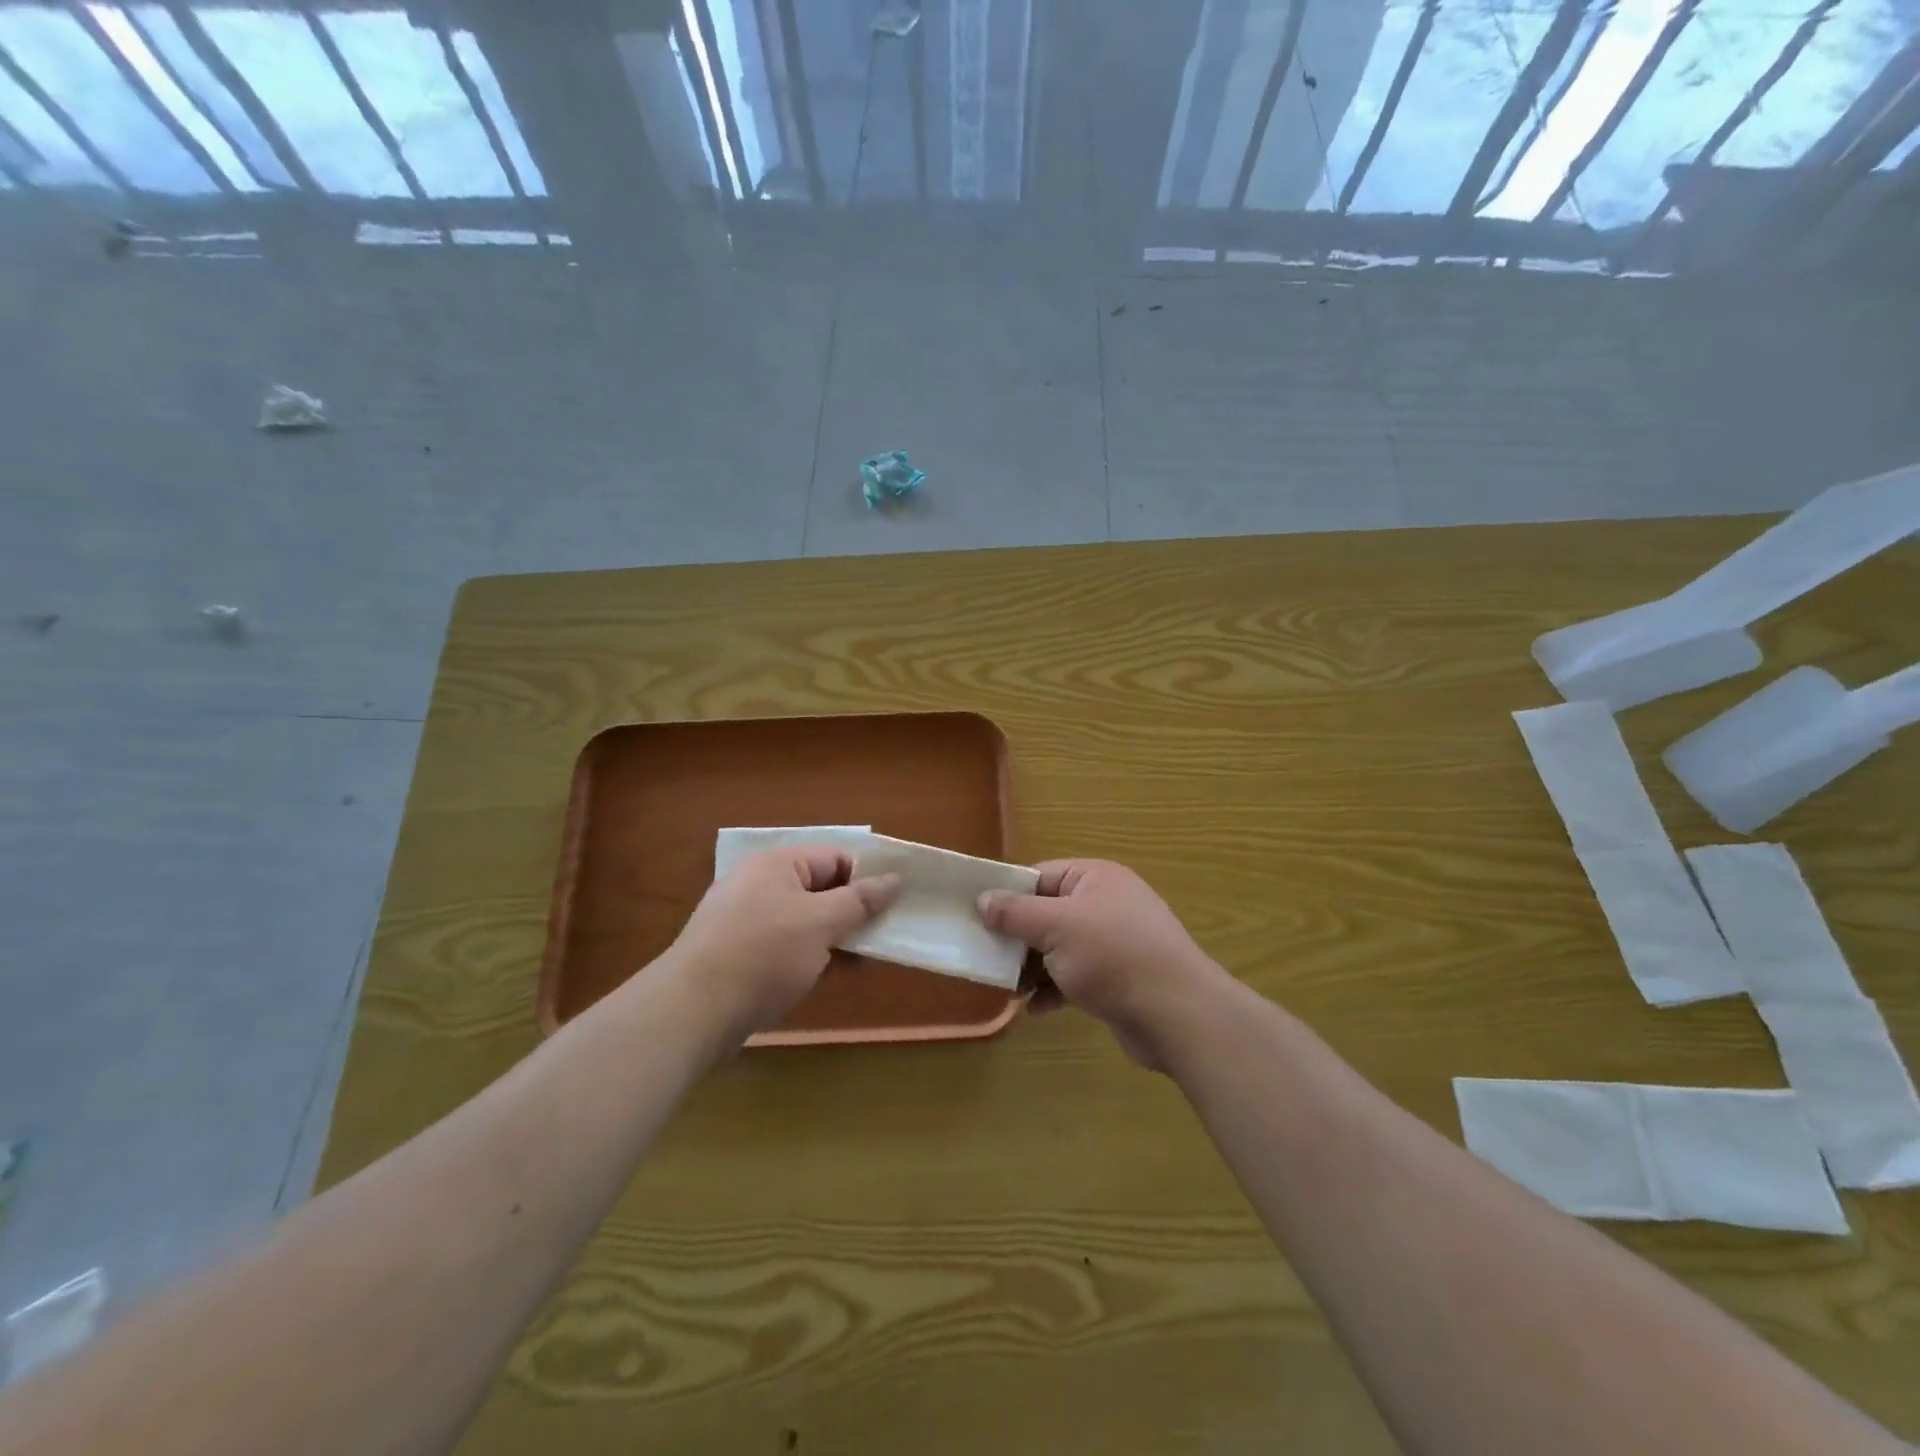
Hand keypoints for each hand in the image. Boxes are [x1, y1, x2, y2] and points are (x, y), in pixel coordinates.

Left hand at [668, 847, 897, 1035]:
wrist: (692, 1011)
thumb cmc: (763, 955)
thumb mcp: (820, 923)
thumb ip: (860, 900)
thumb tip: (893, 878)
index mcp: (777, 865)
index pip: (835, 858)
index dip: (867, 879)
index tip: (894, 908)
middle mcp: (760, 885)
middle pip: (821, 889)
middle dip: (853, 913)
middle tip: (883, 939)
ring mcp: (747, 921)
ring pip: (805, 921)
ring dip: (834, 939)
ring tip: (862, 964)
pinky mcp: (739, 954)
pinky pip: (785, 946)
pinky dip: (809, 957)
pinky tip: (828, 978)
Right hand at [979, 860, 1222, 1069]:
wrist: (1176, 1013)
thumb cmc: (1112, 956)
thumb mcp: (1056, 926)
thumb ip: (1015, 913)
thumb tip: (983, 899)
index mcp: (1095, 878)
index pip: (1040, 876)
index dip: (1008, 895)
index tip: (977, 916)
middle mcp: (1105, 904)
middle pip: (1047, 914)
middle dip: (1017, 938)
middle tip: (987, 958)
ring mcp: (1113, 943)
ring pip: (1058, 949)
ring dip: (1032, 968)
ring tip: (1009, 989)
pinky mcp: (1117, 980)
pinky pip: (1074, 977)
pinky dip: (1054, 990)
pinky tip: (1034, 1010)